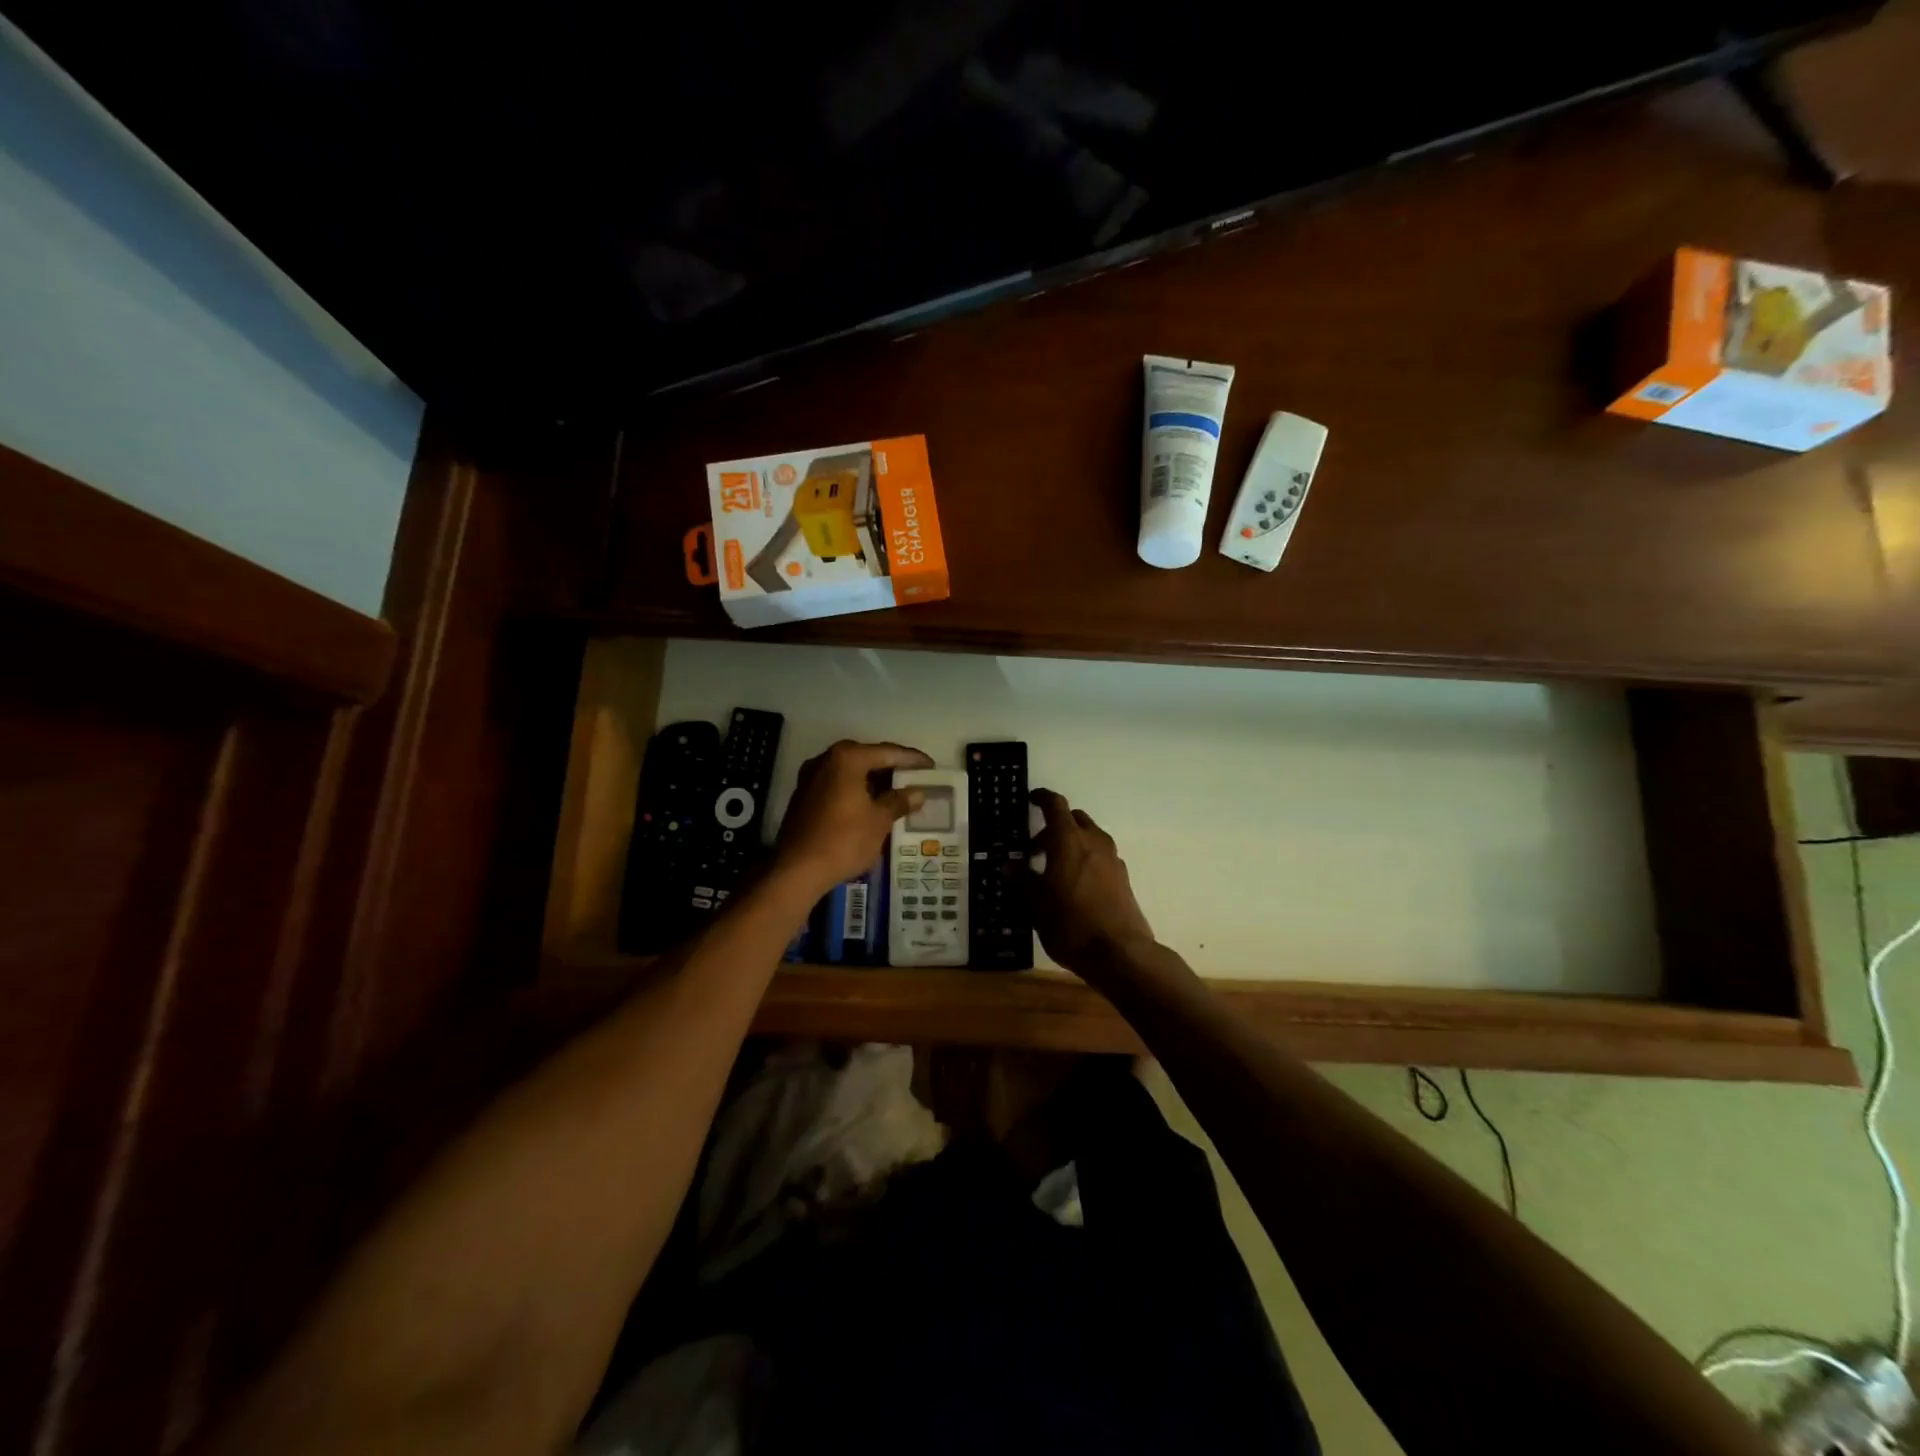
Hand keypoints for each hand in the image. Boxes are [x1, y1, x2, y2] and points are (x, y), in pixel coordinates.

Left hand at [774, 740, 932, 896]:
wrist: (796, 870)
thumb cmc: (844, 840)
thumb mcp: (879, 821)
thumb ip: (899, 801)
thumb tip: (918, 793)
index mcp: (847, 758)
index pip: (888, 752)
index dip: (912, 760)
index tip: (931, 767)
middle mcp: (826, 759)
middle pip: (867, 758)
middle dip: (891, 768)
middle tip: (915, 778)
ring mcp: (811, 777)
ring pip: (851, 772)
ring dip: (873, 780)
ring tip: (897, 792)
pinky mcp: (804, 796)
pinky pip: (838, 784)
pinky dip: (856, 789)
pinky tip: (871, 803)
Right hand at [1029, 788, 1156, 977]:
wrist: (1121, 953)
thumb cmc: (1071, 924)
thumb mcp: (1036, 904)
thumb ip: (1022, 880)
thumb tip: (1008, 865)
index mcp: (1069, 840)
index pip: (1055, 805)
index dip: (1042, 798)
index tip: (1031, 799)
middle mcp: (1094, 841)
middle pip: (1074, 820)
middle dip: (1054, 828)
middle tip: (1035, 850)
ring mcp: (1112, 859)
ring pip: (1089, 838)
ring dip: (1071, 845)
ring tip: (1053, 872)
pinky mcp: (1122, 878)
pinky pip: (1099, 857)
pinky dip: (1085, 860)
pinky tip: (1073, 887)